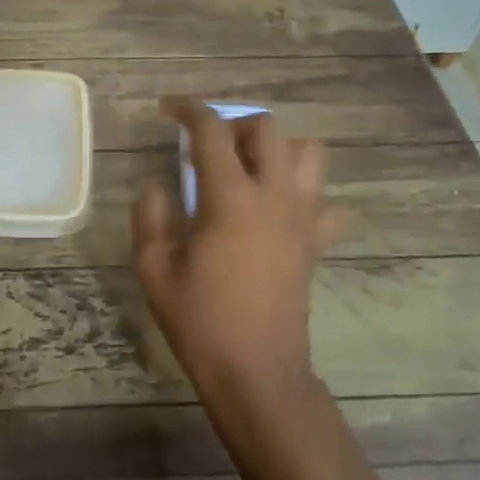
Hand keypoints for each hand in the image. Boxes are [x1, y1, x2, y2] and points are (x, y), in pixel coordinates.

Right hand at [132, 99, 340, 415]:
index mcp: (231, 198)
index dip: (188, 110)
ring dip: (279, 149)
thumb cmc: (200, 320)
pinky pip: (329, 204)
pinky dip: (309, 197)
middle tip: (209, 147)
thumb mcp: (154, 269)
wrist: (256, 371)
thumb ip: (151, 217)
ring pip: (310, 154)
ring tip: (250, 170)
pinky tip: (283, 213)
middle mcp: (275, 196)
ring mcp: (304, 219)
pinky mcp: (316, 244)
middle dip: (235, 123)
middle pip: (269, 128)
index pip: (212, 131)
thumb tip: (156, 186)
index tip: (168, 108)